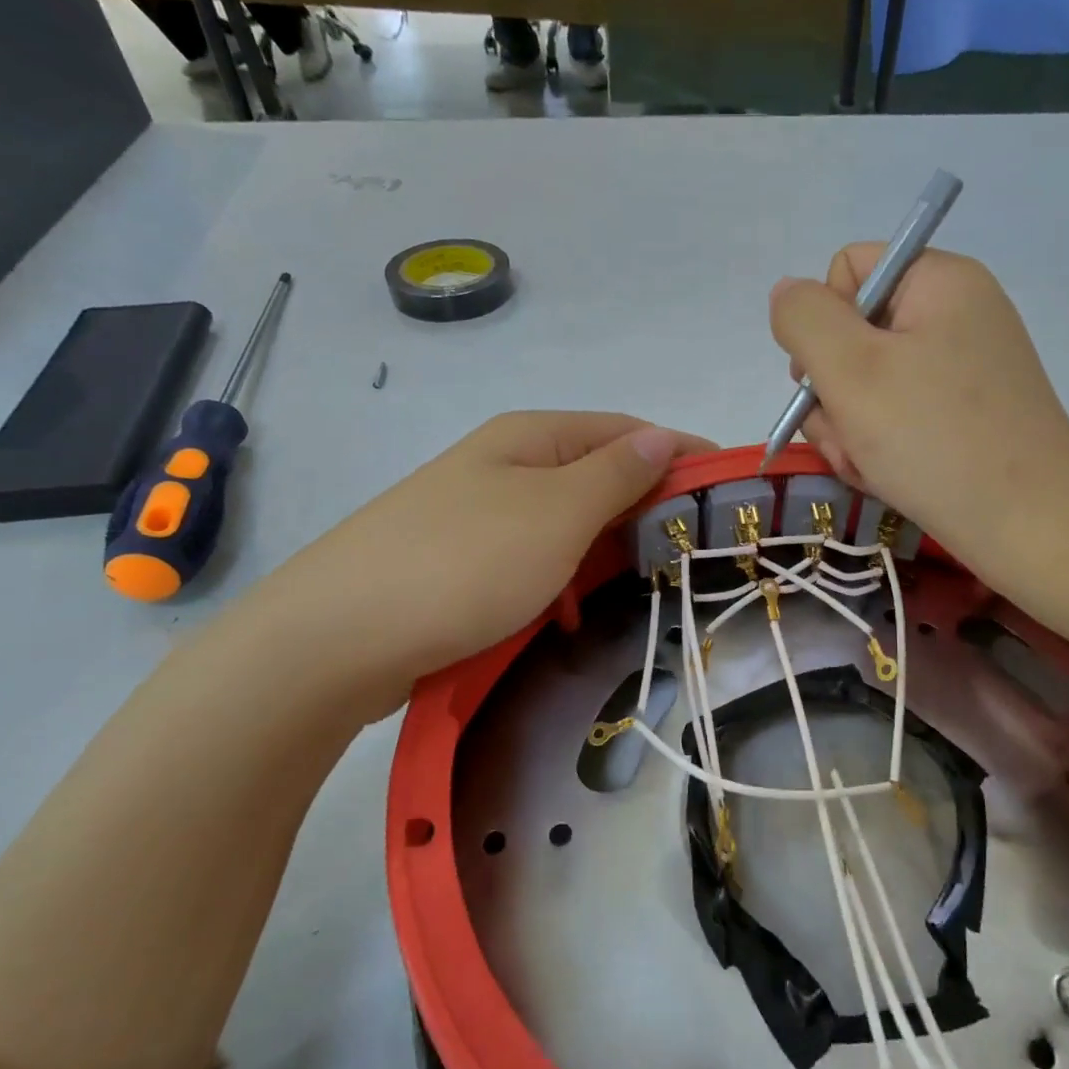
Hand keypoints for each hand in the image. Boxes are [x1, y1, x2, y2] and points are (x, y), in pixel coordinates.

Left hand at [243, 412, 711, 721]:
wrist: (338, 637)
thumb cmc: (465, 563)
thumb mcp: (556, 512)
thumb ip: (615, 473)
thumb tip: (660, 435)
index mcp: (531, 437)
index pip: (628, 431)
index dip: (682, 454)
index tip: (730, 490)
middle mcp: (505, 464)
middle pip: (598, 474)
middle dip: (648, 506)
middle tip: (696, 547)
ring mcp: (479, 513)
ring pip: (568, 522)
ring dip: (606, 548)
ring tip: (642, 584)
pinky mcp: (462, 561)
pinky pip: (535, 559)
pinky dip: (563, 579)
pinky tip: (569, 614)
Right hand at [769, 244, 1068, 583]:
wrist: (1029, 527)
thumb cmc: (934, 439)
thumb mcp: (851, 370)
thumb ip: (805, 319)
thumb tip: (786, 293)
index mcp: (939, 281)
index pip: (848, 271)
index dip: (823, 323)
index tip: (831, 377)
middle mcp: (955, 316)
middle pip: (853, 336)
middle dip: (833, 392)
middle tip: (848, 436)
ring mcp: (963, 371)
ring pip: (868, 386)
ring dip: (851, 429)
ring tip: (869, 465)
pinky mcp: (966, 417)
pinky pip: (898, 418)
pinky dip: (881, 448)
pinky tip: (888, 477)